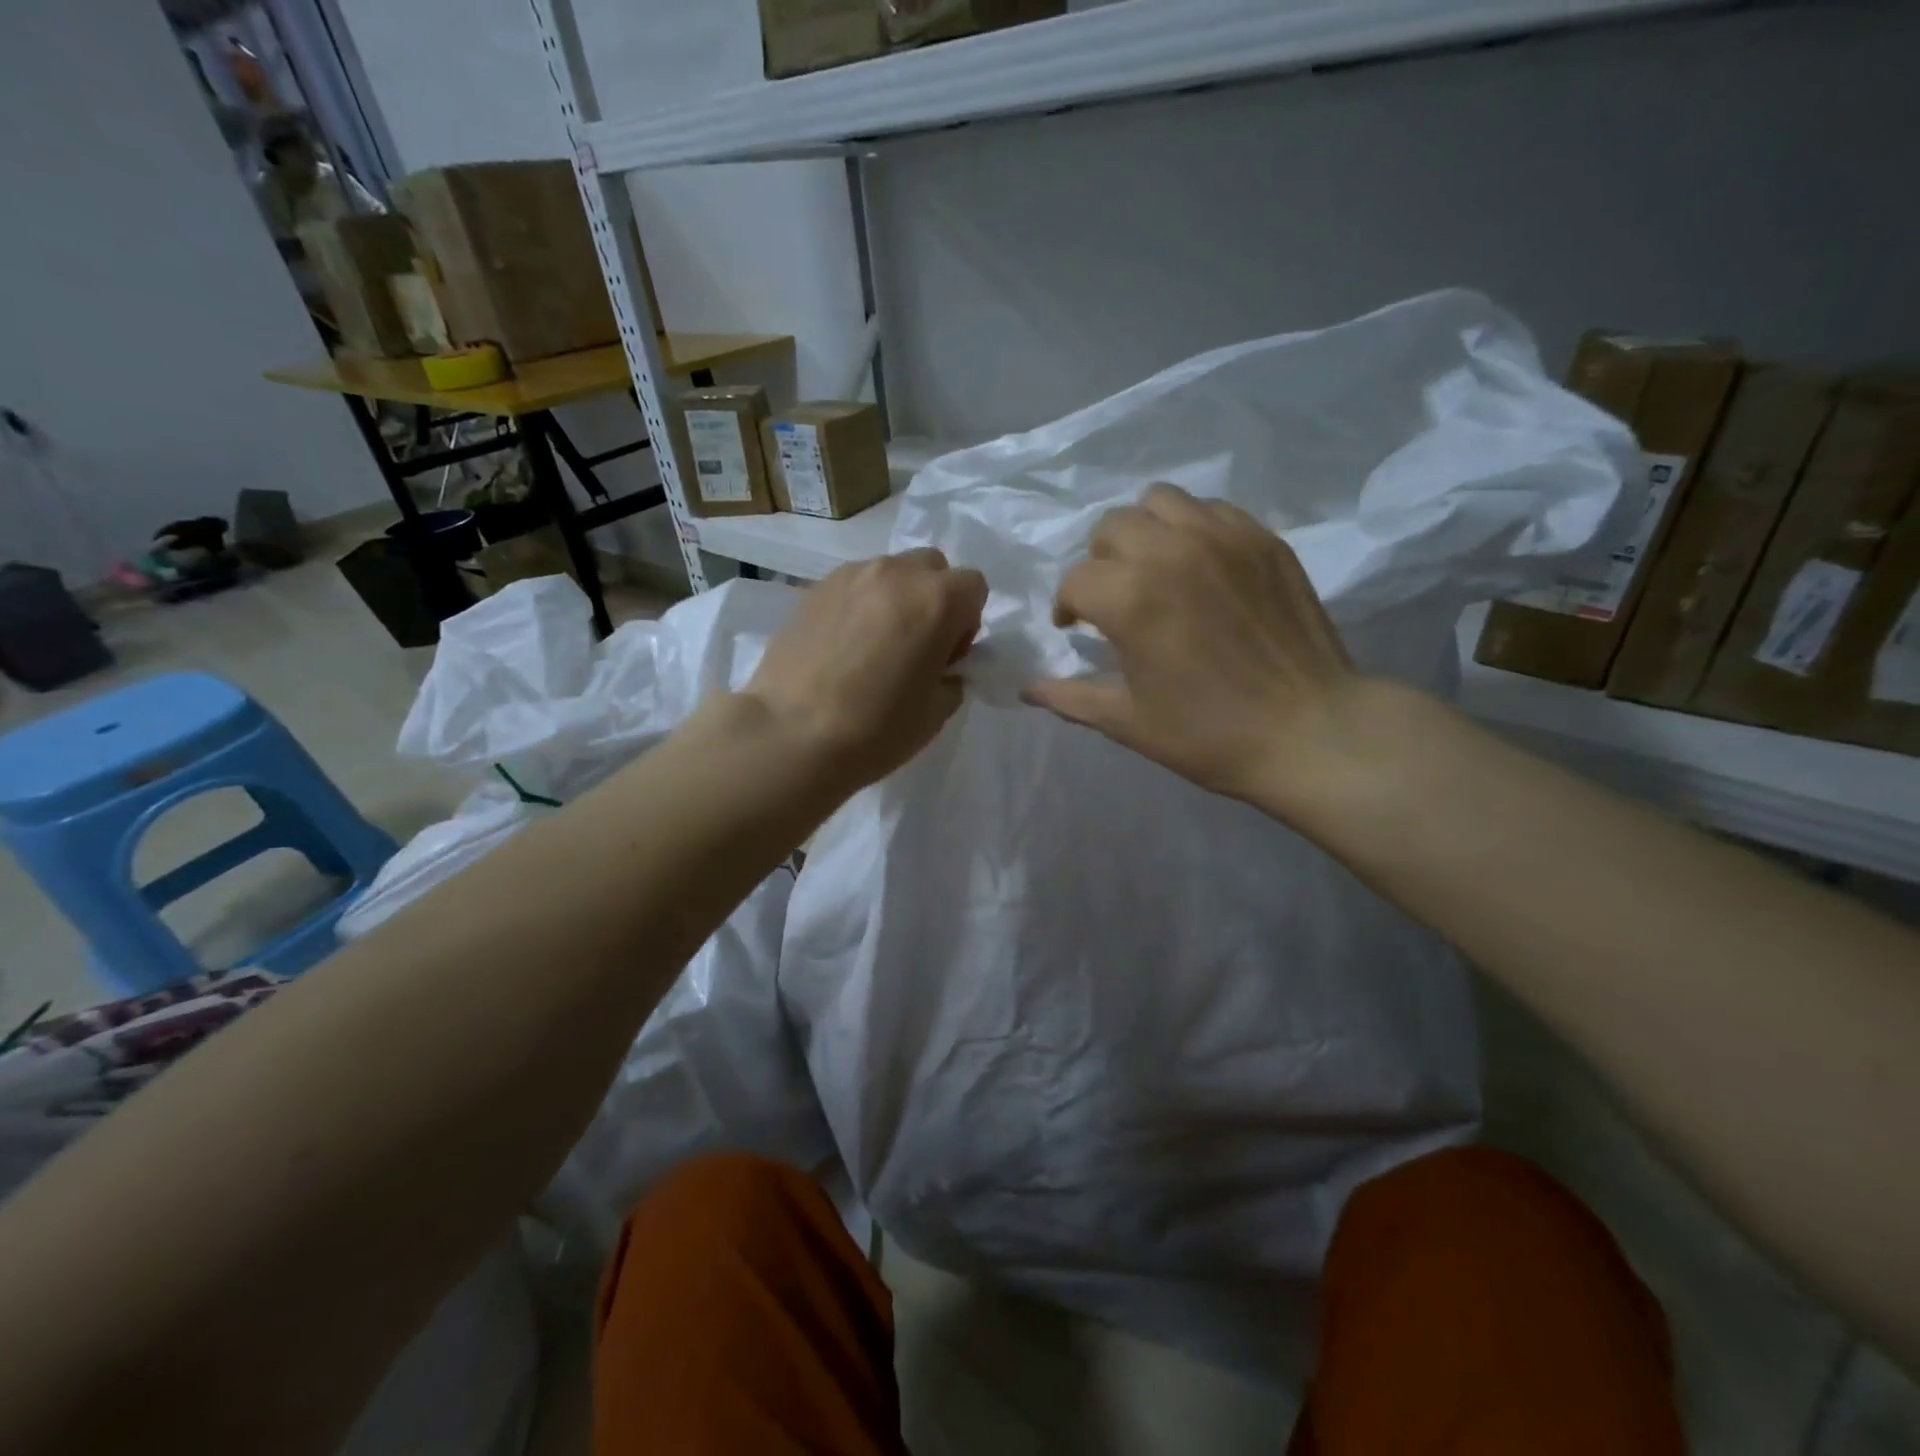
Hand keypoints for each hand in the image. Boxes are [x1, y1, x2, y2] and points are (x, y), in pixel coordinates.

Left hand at [745, 549, 987, 790]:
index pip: (973, 586)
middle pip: (931, 567)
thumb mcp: (936, 713)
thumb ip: (951, 677)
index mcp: (936, 600)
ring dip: (894, 599)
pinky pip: (852, 585)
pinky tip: (841, 647)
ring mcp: (850, 575)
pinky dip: (859, 605)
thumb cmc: (875, 728)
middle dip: (933, 598)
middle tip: (914, 645)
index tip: (946, 656)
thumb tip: (941, 666)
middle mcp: (896, 573)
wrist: (790, 734)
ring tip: (872, 646)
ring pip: (889, 572)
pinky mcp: (813, 588)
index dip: (967, 621)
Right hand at [1023, 484, 1377, 815]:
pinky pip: (1211, 509)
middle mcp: (1171, 552)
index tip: (1074, 628)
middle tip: (1115, 599)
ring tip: (1154, 569)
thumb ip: (1070, 697)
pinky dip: (1192, 528)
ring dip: (1143, 532)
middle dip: (1100, 562)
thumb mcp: (1128, 722)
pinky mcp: (1263, 538)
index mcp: (1131, 599)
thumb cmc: (1209, 734)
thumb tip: (1026, 689)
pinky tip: (1200, 567)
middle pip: (1111, 527)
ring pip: (1159, 501)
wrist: (1310, 731)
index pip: (1075, 580)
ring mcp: (1223, 538)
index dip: (1067, 606)